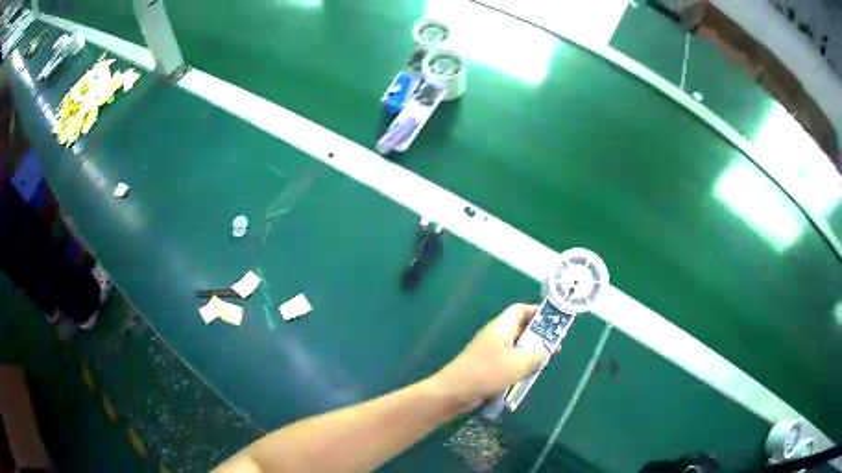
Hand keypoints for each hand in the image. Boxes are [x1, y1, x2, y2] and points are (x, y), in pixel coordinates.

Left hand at [430, 304, 550, 410]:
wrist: (452, 393)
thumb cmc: (486, 374)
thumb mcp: (518, 364)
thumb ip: (537, 355)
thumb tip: (547, 351)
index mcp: (501, 327)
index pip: (520, 310)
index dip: (538, 312)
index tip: (555, 322)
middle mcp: (495, 335)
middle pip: (520, 329)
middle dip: (538, 337)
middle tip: (554, 347)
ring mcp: (489, 352)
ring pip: (515, 347)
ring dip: (529, 354)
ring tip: (544, 364)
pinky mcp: (486, 367)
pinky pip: (507, 362)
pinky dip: (518, 367)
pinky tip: (526, 378)